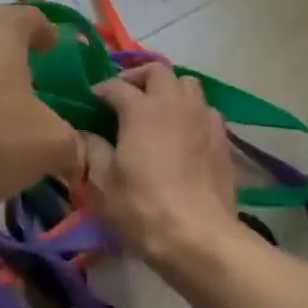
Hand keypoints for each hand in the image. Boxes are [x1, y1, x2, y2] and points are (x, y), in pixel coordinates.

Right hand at [81, 63, 239, 270]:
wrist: (198, 236)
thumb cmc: (142, 208)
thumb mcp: (103, 183)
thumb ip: (92, 150)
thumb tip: (85, 134)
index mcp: (140, 110)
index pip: (116, 86)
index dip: (101, 90)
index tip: (92, 100)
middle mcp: (174, 104)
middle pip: (159, 72)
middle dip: (140, 77)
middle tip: (127, 95)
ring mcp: (202, 119)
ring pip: (188, 84)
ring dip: (170, 89)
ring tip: (158, 109)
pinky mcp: (222, 138)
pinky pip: (206, 110)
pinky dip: (192, 112)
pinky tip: (185, 132)